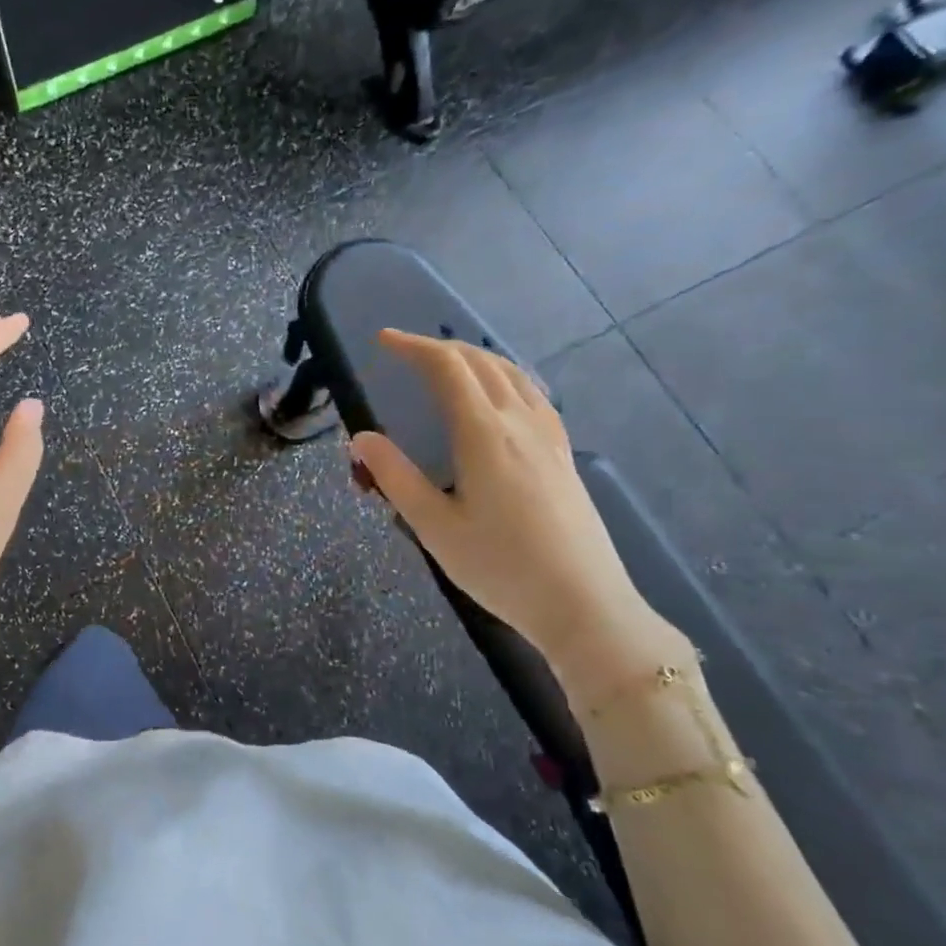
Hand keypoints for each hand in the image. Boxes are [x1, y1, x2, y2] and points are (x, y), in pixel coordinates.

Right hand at [350, 330, 682, 693]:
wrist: (584, 605)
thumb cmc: (500, 568)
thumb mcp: (434, 527)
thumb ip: (395, 477)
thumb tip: (362, 438)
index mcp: (485, 434)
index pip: (448, 368)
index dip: (413, 347)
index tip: (383, 340)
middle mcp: (520, 423)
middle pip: (481, 363)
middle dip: (440, 347)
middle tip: (405, 353)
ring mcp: (548, 437)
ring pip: (512, 374)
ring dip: (475, 358)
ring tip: (447, 365)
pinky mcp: (563, 455)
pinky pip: (532, 395)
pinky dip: (504, 377)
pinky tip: (499, 397)